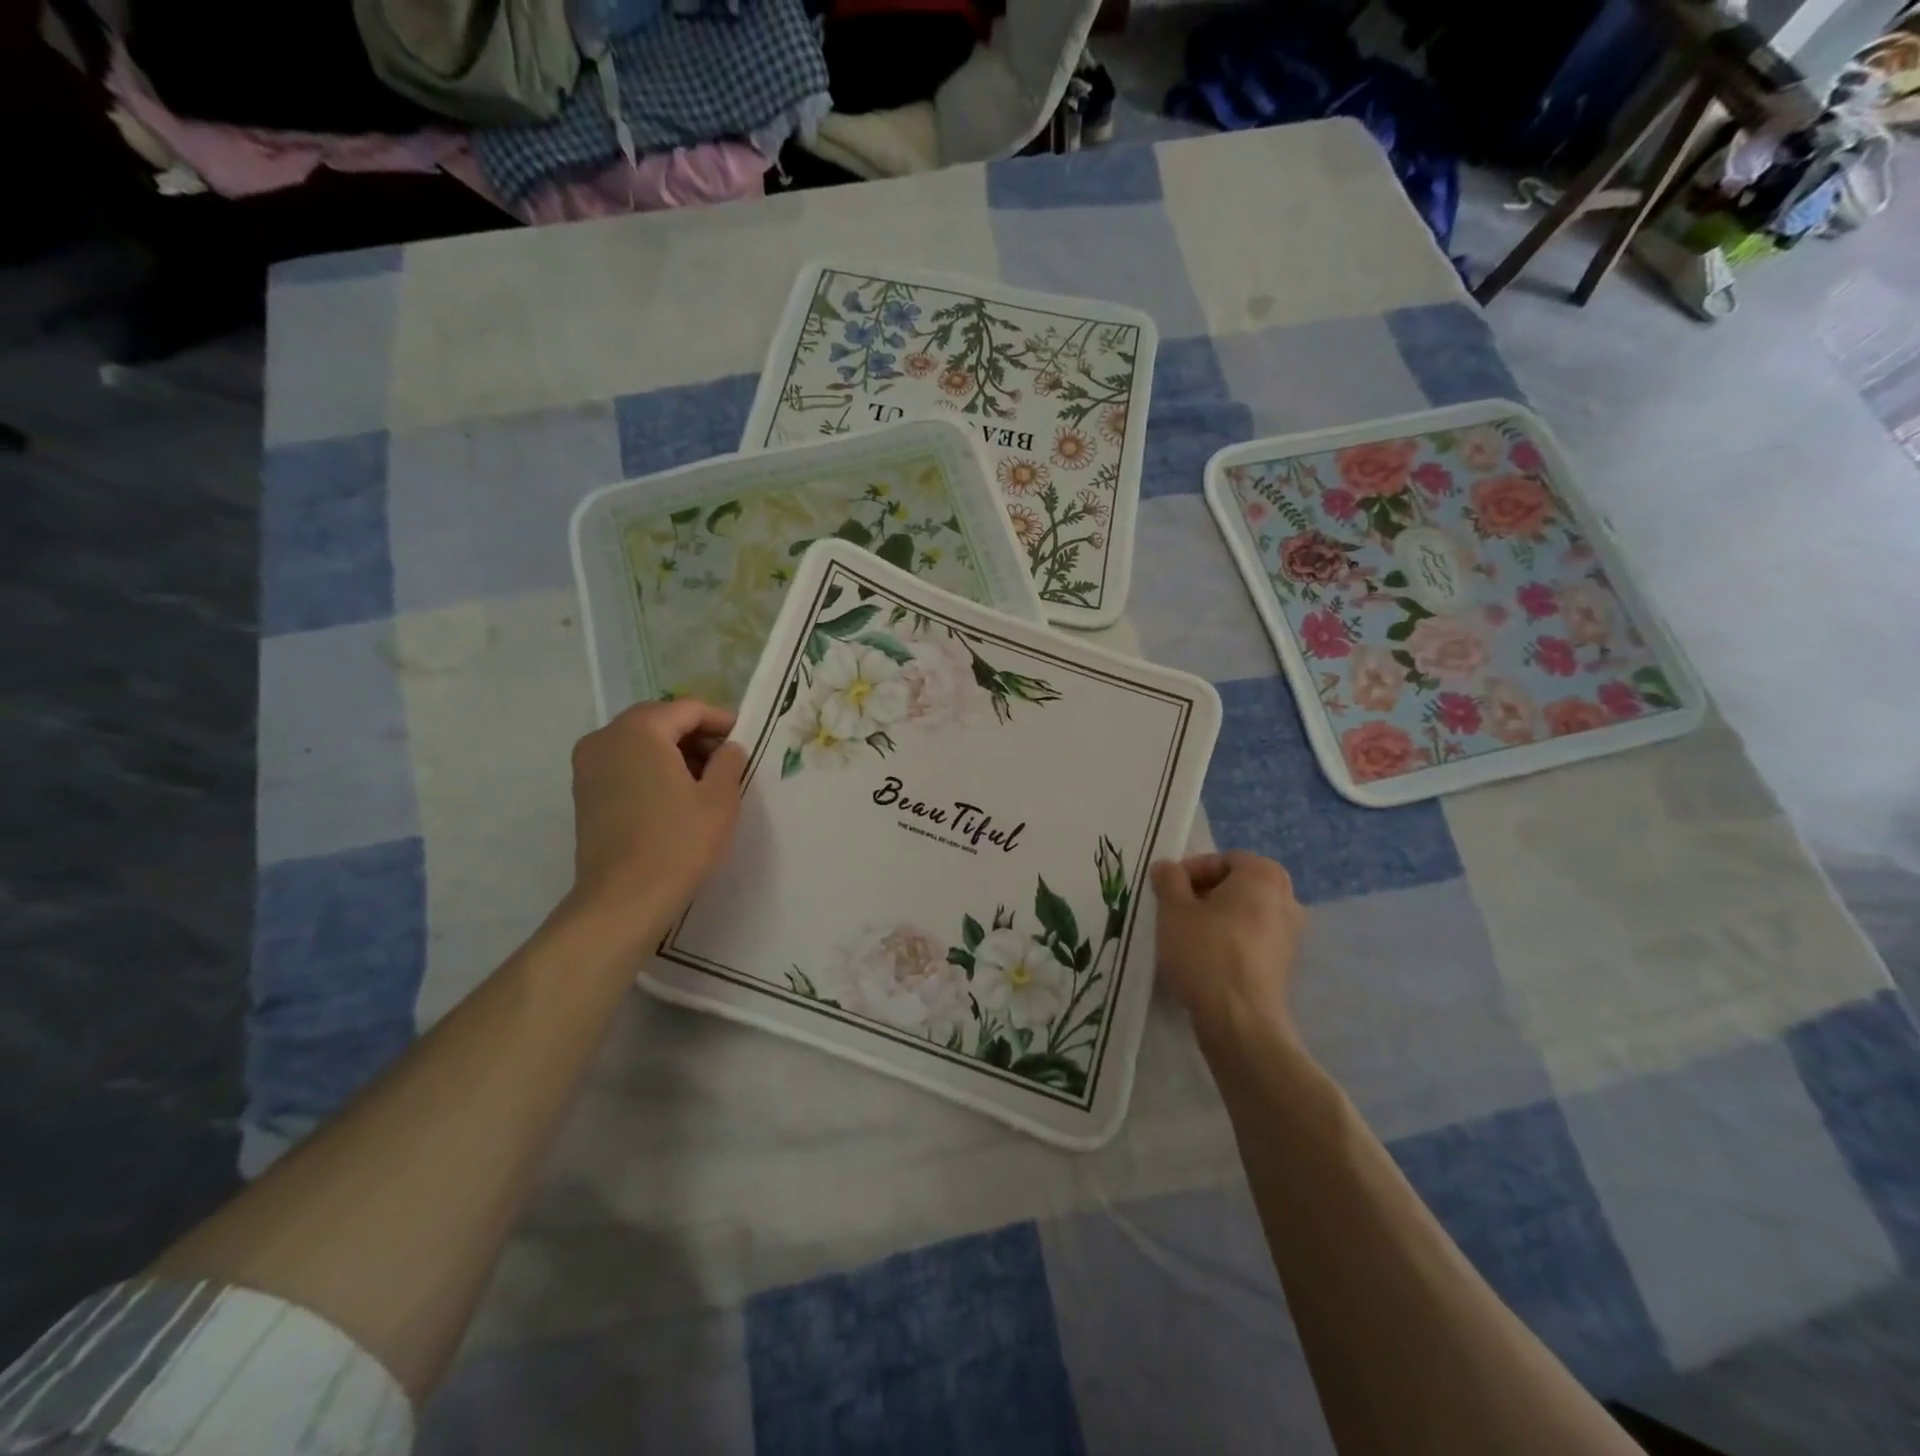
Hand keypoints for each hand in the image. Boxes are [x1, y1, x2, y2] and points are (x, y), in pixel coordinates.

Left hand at [566, 699, 747, 941]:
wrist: (624, 899)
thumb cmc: (678, 842)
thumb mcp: (721, 797)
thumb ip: (729, 760)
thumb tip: (728, 747)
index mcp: (641, 730)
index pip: (688, 708)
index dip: (721, 720)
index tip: (745, 739)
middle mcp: (606, 737)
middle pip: (660, 720)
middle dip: (695, 734)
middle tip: (727, 759)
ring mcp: (588, 765)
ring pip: (639, 742)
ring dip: (672, 752)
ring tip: (704, 780)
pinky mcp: (583, 792)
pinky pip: (623, 764)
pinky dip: (650, 768)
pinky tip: (674, 796)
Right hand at [1151, 852, 1306, 1045]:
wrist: (1240, 1020)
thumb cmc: (1206, 952)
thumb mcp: (1173, 909)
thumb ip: (1169, 880)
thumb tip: (1167, 867)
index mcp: (1263, 875)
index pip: (1222, 859)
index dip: (1190, 871)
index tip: (1168, 891)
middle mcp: (1286, 898)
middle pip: (1237, 884)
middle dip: (1204, 893)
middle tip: (1176, 910)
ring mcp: (1290, 933)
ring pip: (1244, 912)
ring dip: (1216, 917)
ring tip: (1186, 935)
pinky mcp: (1284, 964)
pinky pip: (1252, 938)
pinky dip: (1230, 939)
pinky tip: (1206, 957)